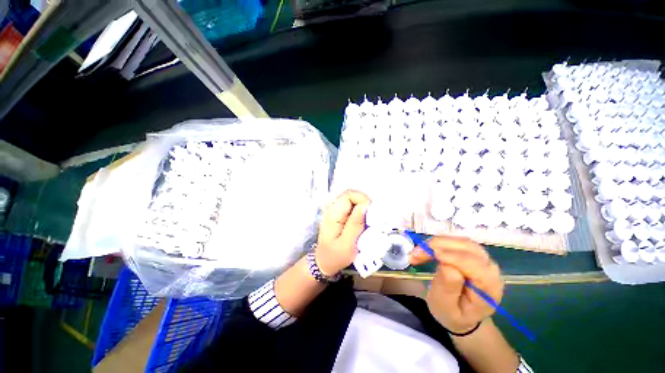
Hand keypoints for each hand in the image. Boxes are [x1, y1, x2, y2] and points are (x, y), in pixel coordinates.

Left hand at [315, 190, 370, 275]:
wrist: (325, 262)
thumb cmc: (335, 256)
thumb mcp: (347, 244)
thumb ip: (355, 224)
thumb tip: (365, 206)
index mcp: (333, 214)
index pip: (349, 195)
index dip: (362, 199)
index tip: (371, 213)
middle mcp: (333, 208)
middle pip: (352, 196)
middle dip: (365, 205)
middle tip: (372, 220)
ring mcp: (337, 211)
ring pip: (354, 201)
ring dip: (364, 210)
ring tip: (369, 224)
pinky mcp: (341, 215)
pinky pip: (354, 208)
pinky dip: (362, 214)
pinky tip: (364, 225)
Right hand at [409, 236, 503, 333]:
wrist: (462, 315)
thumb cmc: (453, 314)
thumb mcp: (446, 308)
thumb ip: (448, 289)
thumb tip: (446, 266)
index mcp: (489, 287)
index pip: (473, 264)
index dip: (450, 256)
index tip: (426, 255)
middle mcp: (490, 269)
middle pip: (466, 247)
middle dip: (438, 246)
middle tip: (415, 254)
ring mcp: (483, 259)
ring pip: (460, 241)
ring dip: (436, 242)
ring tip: (419, 252)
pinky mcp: (473, 253)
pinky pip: (456, 241)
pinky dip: (439, 242)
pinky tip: (428, 250)